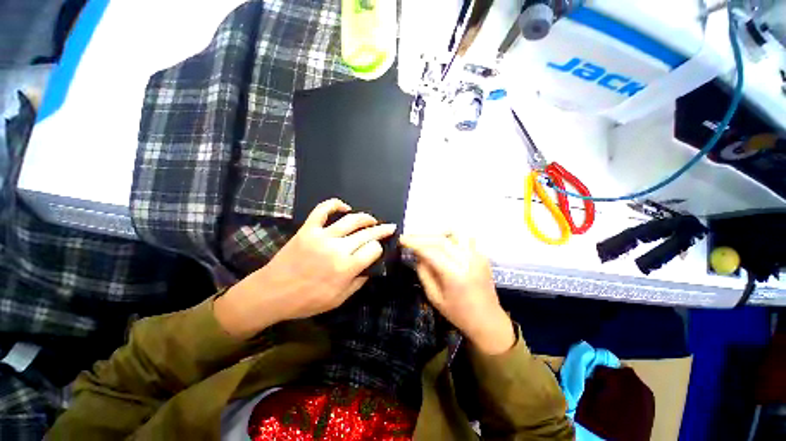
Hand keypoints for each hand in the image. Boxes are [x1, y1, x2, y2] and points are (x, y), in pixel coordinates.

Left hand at [216, 199, 395, 338]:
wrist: (272, 293)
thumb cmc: (306, 301)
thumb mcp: (338, 300)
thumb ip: (358, 283)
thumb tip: (370, 268)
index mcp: (346, 267)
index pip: (373, 249)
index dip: (379, 248)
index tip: (377, 250)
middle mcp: (337, 248)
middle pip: (367, 233)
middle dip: (382, 229)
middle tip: (390, 227)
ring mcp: (322, 236)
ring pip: (350, 220)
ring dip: (365, 217)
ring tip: (373, 220)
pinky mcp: (308, 229)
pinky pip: (322, 210)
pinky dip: (334, 204)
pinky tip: (344, 207)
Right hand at [400, 234, 514, 354]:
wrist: (488, 320)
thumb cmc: (458, 313)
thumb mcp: (434, 297)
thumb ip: (424, 273)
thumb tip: (417, 255)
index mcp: (454, 275)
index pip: (430, 251)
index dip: (414, 243)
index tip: (402, 240)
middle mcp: (467, 261)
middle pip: (440, 240)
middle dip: (422, 237)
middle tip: (409, 238)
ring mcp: (477, 256)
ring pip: (453, 235)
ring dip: (436, 235)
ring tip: (426, 240)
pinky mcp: (482, 255)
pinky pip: (463, 239)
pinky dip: (449, 238)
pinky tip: (442, 244)